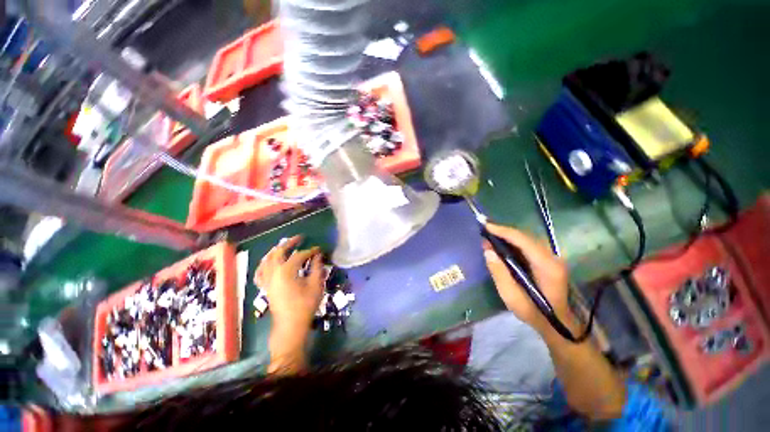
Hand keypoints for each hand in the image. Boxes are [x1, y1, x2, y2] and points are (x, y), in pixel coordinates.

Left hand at [254, 235, 324, 372]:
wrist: (290, 325)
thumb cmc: (305, 305)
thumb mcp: (315, 285)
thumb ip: (317, 267)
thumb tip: (318, 255)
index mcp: (286, 271)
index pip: (299, 255)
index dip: (310, 251)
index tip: (318, 249)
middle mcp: (273, 273)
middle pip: (278, 252)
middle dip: (289, 243)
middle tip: (299, 238)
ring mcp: (267, 280)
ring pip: (267, 259)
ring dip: (276, 250)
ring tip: (284, 245)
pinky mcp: (265, 286)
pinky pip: (260, 271)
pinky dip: (264, 264)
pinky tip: (268, 262)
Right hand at [482, 223, 572, 333]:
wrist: (559, 325)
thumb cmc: (535, 313)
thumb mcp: (512, 298)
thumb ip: (499, 273)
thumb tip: (488, 250)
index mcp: (547, 266)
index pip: (523, 240)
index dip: (503, 231)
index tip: (485, 226)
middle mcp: (552, 257)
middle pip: (525, 236)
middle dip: (503, 232)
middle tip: (484, 232)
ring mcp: (552, 258)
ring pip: (527, 239)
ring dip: (507, 236)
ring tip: (489, 236)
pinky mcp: (548, 260)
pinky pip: (528, 245)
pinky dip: (513, 242)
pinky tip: (501, 245)